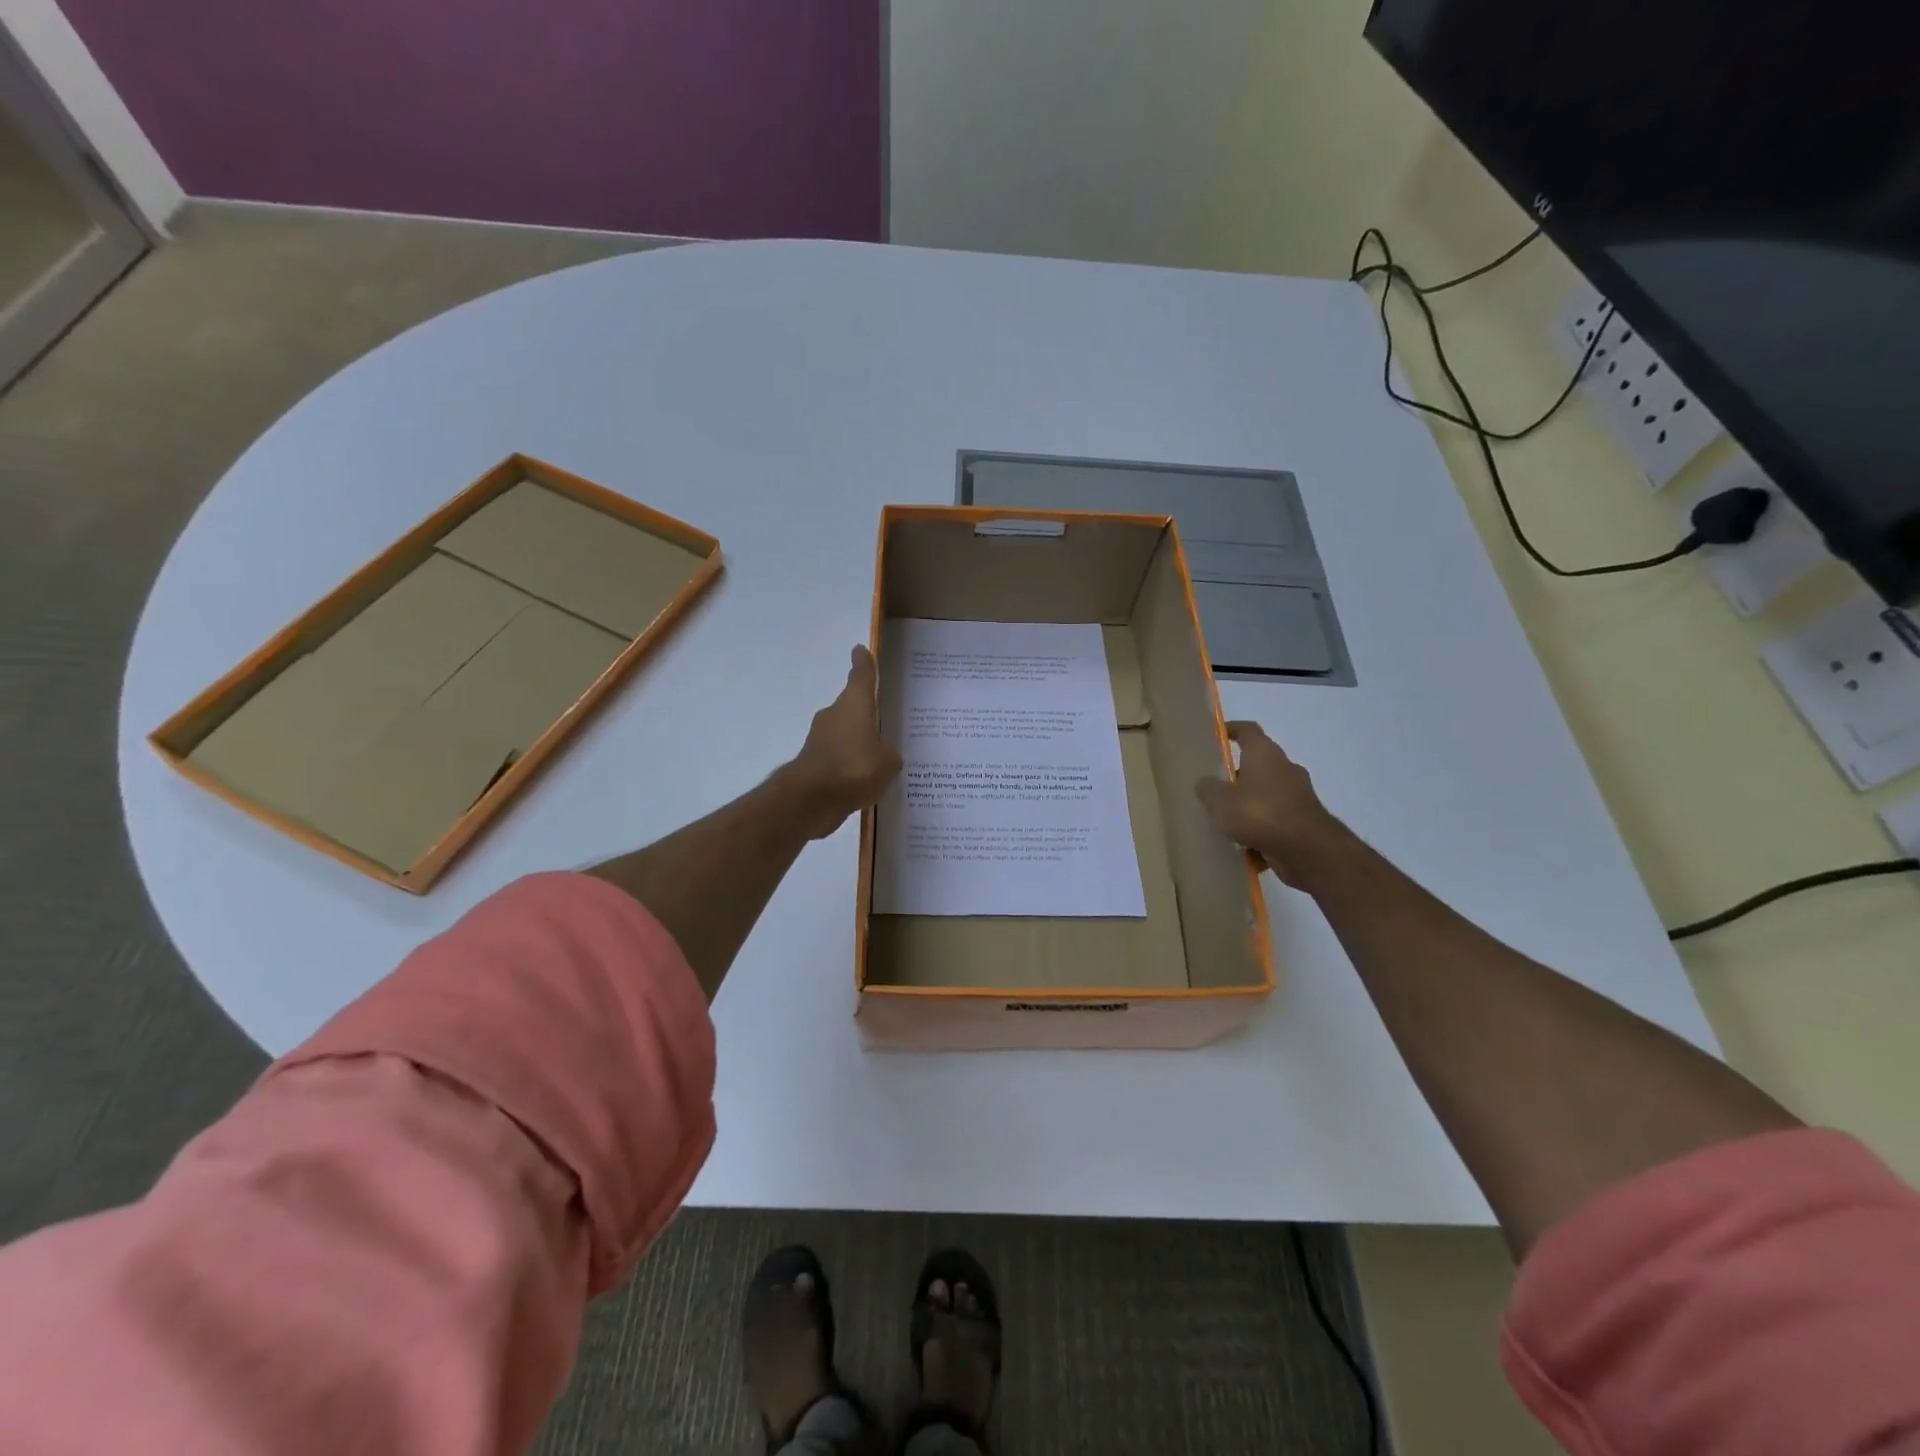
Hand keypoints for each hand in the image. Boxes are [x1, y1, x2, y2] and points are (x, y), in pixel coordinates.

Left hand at [785, 645, 901, 839]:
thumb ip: (889, 755)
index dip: (863, 663)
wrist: (811, 799)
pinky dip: (849, 765)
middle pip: (852, 707)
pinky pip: (839, 758)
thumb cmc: (854, 768)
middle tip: (885, 721)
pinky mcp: (813, 763)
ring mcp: (820, 739)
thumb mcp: (888, 762)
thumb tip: (883, 755)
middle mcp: (835, 715)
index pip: (861, 676)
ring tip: (880, 758)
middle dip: (866, 714)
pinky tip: (863, 782)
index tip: (860, 650)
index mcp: (854, 704)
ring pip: (845, 734)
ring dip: (857, 742)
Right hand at [1194, 721, 1352, 888]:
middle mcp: (1285, 768)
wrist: (1307, 850)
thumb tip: (1206, 783)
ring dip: (1250, 805)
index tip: (1217, 734)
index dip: (1231, 729)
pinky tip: (1246, 848)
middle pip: (1258, 764)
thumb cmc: (1259, 813)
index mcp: (1265, 754)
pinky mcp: (1305, 821)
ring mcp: (1298, 795)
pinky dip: (1263, 830)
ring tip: (1228, 822)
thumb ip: (1208, 789)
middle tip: (1216, 787)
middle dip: (1238, 775)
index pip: (1248, 730)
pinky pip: (1276, 820)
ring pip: (1267, 794)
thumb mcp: (1219, 801)